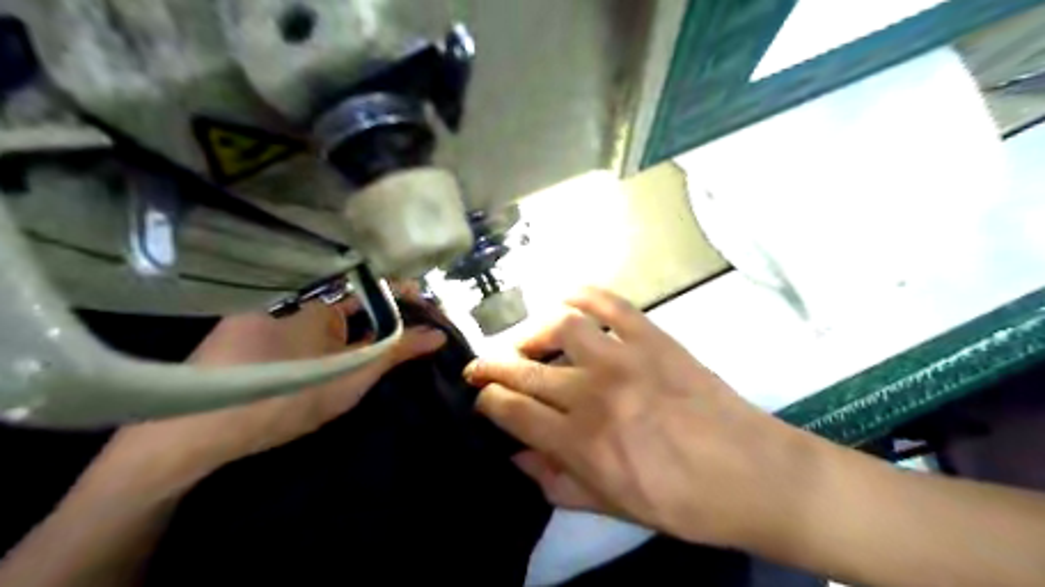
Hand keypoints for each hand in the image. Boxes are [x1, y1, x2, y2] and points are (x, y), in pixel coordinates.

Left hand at [104, 297, 443, 492]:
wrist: (194, 429)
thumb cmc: (282, 397)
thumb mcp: (349, 378)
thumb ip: (396, 352)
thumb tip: (438, 335)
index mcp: (319, 296)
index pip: (373, 282)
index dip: (401, 292)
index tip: (426, 305)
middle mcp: (294, 291)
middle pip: (352, 292)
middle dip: (384, 307)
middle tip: (414, 325)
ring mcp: (271, 306)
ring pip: (328, 304)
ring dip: (358, 317)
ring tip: (387, 335)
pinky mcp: (252, 323)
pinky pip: (304, 314)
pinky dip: (329, 324)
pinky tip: (338, 343)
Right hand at [468, 286, 814, 547]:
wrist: (754, 476)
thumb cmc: (683, 502)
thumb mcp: (613, 508)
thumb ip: (556, 482)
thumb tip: (516, 457)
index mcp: (581, 443)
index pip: (511, 410)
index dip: (486, 401)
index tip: (482, 398)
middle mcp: (594, 394)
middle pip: (523, 368)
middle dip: (492, 364)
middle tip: (482, 365)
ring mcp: (625, 358)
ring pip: (559, 325)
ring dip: (532, 330)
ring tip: (528, 342)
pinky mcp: (654, 338)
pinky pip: (610, 303)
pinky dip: (583, 293)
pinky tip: (567, 299)